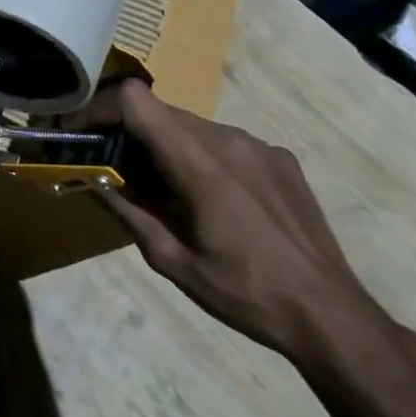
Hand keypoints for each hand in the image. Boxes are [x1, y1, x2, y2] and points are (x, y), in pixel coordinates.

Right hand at [82, 80, 389, 364]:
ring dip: (163, 145)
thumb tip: (92, 177)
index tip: (82, 133)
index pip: (136, 100)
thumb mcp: (170, 259)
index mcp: (200, 164)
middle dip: (127, 132)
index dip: (100, 107)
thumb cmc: (244, 292)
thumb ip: (127, 210)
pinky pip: (224, 142)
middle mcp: (230, 140)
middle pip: (159, 112)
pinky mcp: (281, 159)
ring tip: (161, 189)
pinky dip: (200, 156)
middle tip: (112, 169)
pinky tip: (210, 199)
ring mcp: (260, 147)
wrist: (332, 317)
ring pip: (191, 126)